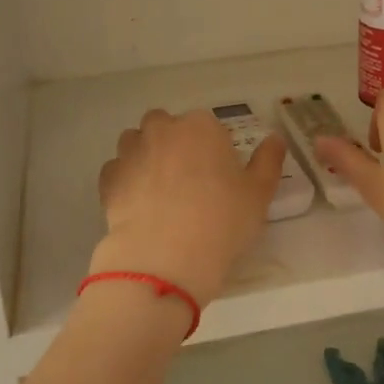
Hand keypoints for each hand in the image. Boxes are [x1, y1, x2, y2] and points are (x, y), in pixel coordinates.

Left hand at [93, 109, 287, 300]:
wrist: (165, 257)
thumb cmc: (221, 221)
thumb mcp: (259, 194)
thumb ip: (269, 161)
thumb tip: (275, 139)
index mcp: (201, 126)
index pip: (208, 126)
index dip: (213, 149)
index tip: (218, 176)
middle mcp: (162, 130)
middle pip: (166, 125)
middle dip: (174, 143)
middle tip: (188, 180)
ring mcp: (131, 152)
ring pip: (136, 142)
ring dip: (145, 155)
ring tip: (159, 190)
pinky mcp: (108, 178)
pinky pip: (117, 170)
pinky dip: (124, 180)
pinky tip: (138, 204)